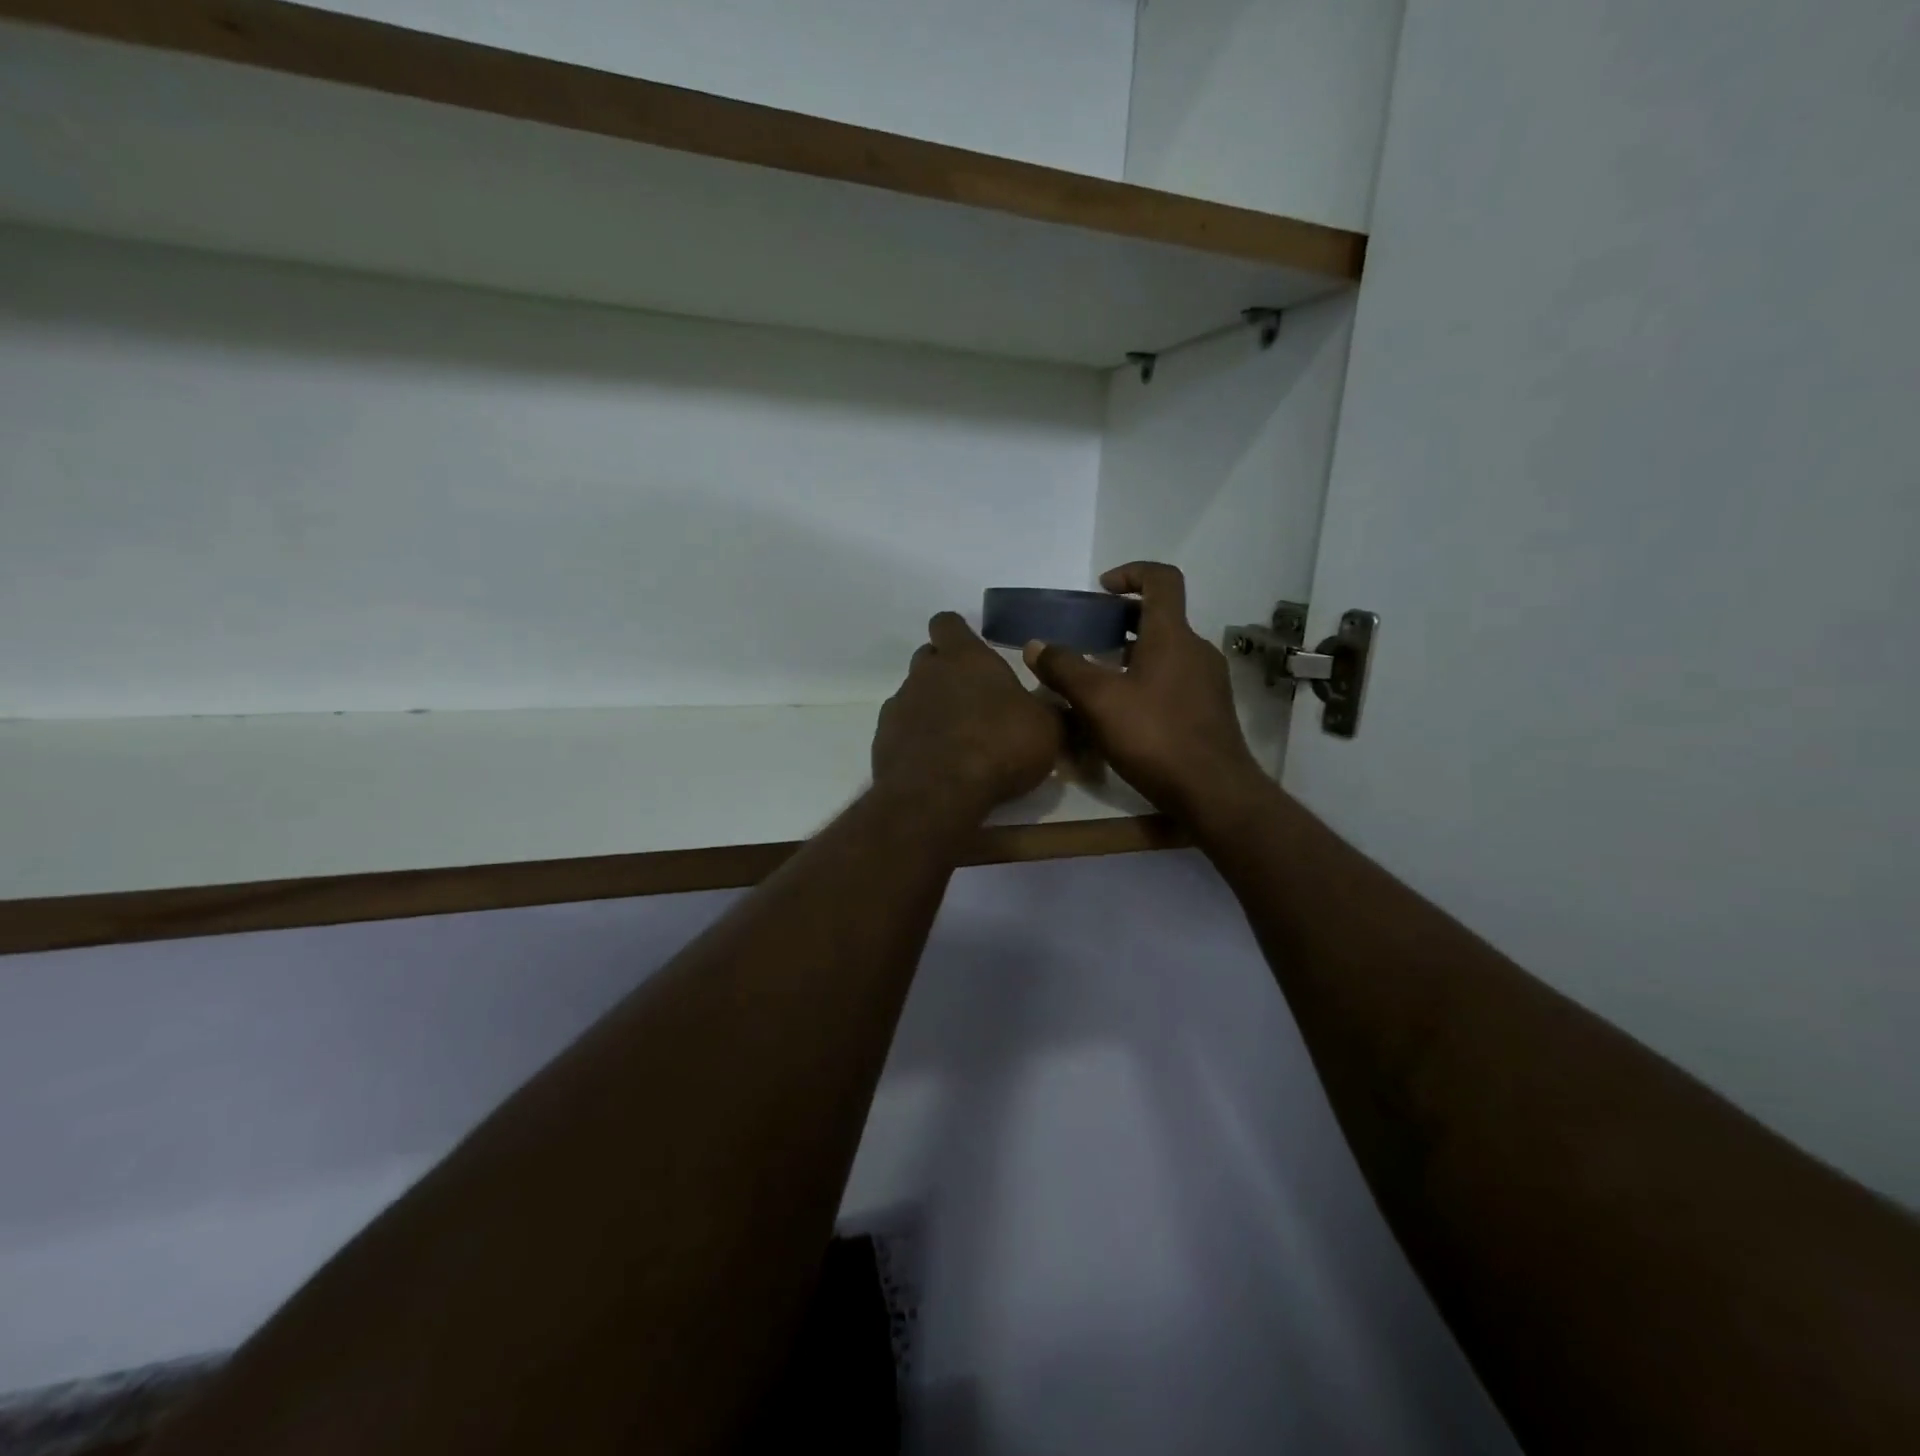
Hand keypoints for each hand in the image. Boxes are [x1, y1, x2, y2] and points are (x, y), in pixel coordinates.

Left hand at [873, 612, 1063, 813]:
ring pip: (913, 695)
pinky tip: (936, 763)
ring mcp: (899, 706)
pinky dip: (917, 740)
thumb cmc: (999, 746)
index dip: (958, 634)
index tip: (972, 651)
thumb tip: (1056, 707)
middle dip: (945, 671)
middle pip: (928, 658)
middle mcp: (925, 673)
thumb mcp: (1047, 729)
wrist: (938, 793)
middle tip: (972, 699)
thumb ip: (1049, 711)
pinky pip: (902, 730)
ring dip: (931, 709)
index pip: (948, 623)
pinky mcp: (883, 740)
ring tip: (956, 739)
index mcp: (964, 657)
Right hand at [1024, 562, 1264, 825]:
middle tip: (1088, 639)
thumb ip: (1064, 669)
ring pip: (1166, 653)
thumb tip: (1034, 646)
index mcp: (1172, 635)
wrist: (1214, 792)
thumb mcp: (1098, 701)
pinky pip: (1174, 681)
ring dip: (1132, 655)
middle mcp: (1196, 650)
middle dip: (1122, 621)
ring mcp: (1207, 681)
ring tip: (1098, 680)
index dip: (1131, 573)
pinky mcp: (1209, 711)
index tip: (1102, 590)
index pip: (1162, 579)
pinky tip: (1124, 714)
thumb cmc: (1155, 737)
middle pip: (1160, 618)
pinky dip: (1147, 681)